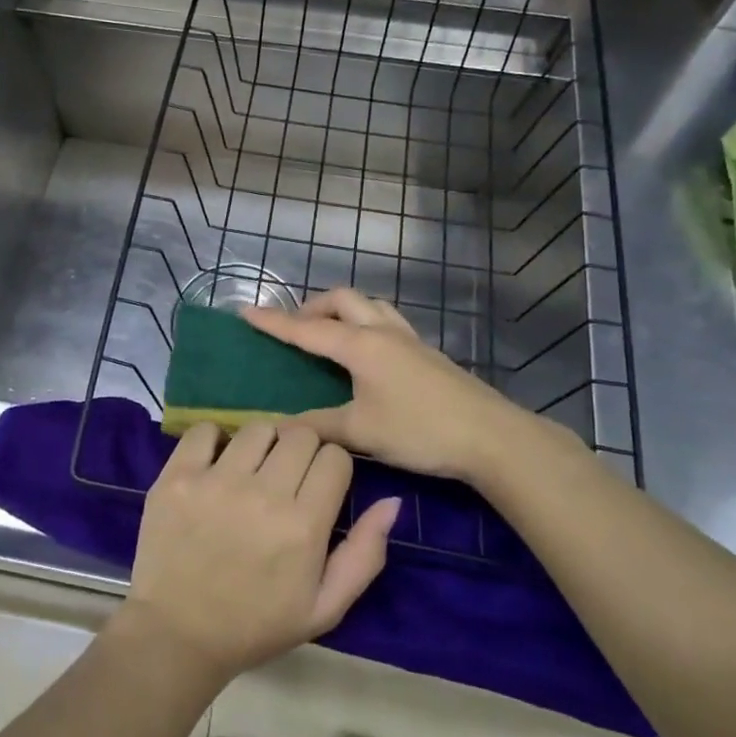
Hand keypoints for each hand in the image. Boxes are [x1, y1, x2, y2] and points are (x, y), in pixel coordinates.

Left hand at [119, 421, 400, 686]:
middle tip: (285, 478)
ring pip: (258, 428)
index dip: (331, 469)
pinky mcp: (178, 476)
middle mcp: (263, 494)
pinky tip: (215, 464)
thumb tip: (392, 501)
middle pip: (301, 434)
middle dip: (301, 451)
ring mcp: (216, 481)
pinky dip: (214, 440)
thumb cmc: (256, 624)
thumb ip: (364, 554)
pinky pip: (205, 429)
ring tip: (250, 472)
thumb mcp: (324, 607)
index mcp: (303, 526)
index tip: (317, 487)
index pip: (335, 457)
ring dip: (262, 445)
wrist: (178, 634)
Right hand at [244, 288, 588, 484]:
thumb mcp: (362, 432)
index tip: (245, 311)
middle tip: (295, 328)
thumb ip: (318, 425)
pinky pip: (387, 320)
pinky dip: (365, 322)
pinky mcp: (426, 351)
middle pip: (341, 299)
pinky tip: (368, 352)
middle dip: (312, 306)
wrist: (490, 437)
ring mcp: (408, 338)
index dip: (274, 321)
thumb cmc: (420, 430)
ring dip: (343, 309)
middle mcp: (382, 331)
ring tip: (329, 333)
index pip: (306, 329)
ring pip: (369, 304)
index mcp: (360, 345)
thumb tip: (281, 427)